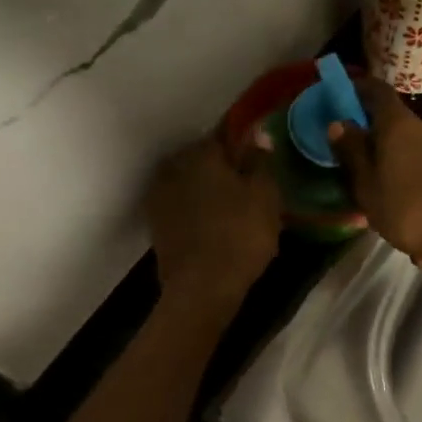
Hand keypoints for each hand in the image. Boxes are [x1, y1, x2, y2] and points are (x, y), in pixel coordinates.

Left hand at [146, 132, 281, 312]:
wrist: (201, 287)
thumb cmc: (240, 235)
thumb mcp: (265, 196)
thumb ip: (261, 161)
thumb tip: (257, 134)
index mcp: (202, 153)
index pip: (225, 133)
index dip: (244, 142)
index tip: (258, 153)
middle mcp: (174, 166)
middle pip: (203, 158)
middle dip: (223, 167)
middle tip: (248, 185)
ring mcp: (160, 196)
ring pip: (190, 182)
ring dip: (207, 189)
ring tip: (232, 207)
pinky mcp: (156, 224)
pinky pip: (182, 206)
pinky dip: (196, 210)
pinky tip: (214, 225)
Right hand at [328, 80, 421, 270]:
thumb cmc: (410, 211)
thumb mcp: (368, 188)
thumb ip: (352, 154)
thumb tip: (338, 123)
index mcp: (399, 125)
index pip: (377, 93)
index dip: (361, 91)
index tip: (347, 97)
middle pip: (398, 127)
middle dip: (382, 146)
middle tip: (367, 173)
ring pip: (418, 153)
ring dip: (404, 171)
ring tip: (394, 206)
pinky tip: (420, 218)